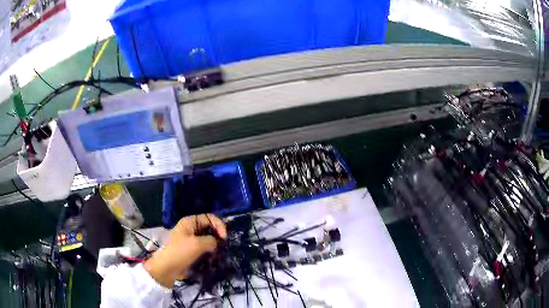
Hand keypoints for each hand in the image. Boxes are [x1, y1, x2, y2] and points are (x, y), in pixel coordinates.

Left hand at [144, 214, 226, 287]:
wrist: (167, 269)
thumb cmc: (180, 252)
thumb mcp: (197, 244)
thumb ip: (211, 240)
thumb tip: (217, 243)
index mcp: (190, 222)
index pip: (209, 218)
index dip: (219, 225)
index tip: (224, 237)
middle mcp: (191, 229)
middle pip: (209, 228)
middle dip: (218, 236)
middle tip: (223, 246)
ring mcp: (191, 240)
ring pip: (208, 240)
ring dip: (215, 246)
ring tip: (219, 254)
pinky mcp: (192, 251)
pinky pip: (205, 249)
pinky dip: (210, 253)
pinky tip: (213, 258)